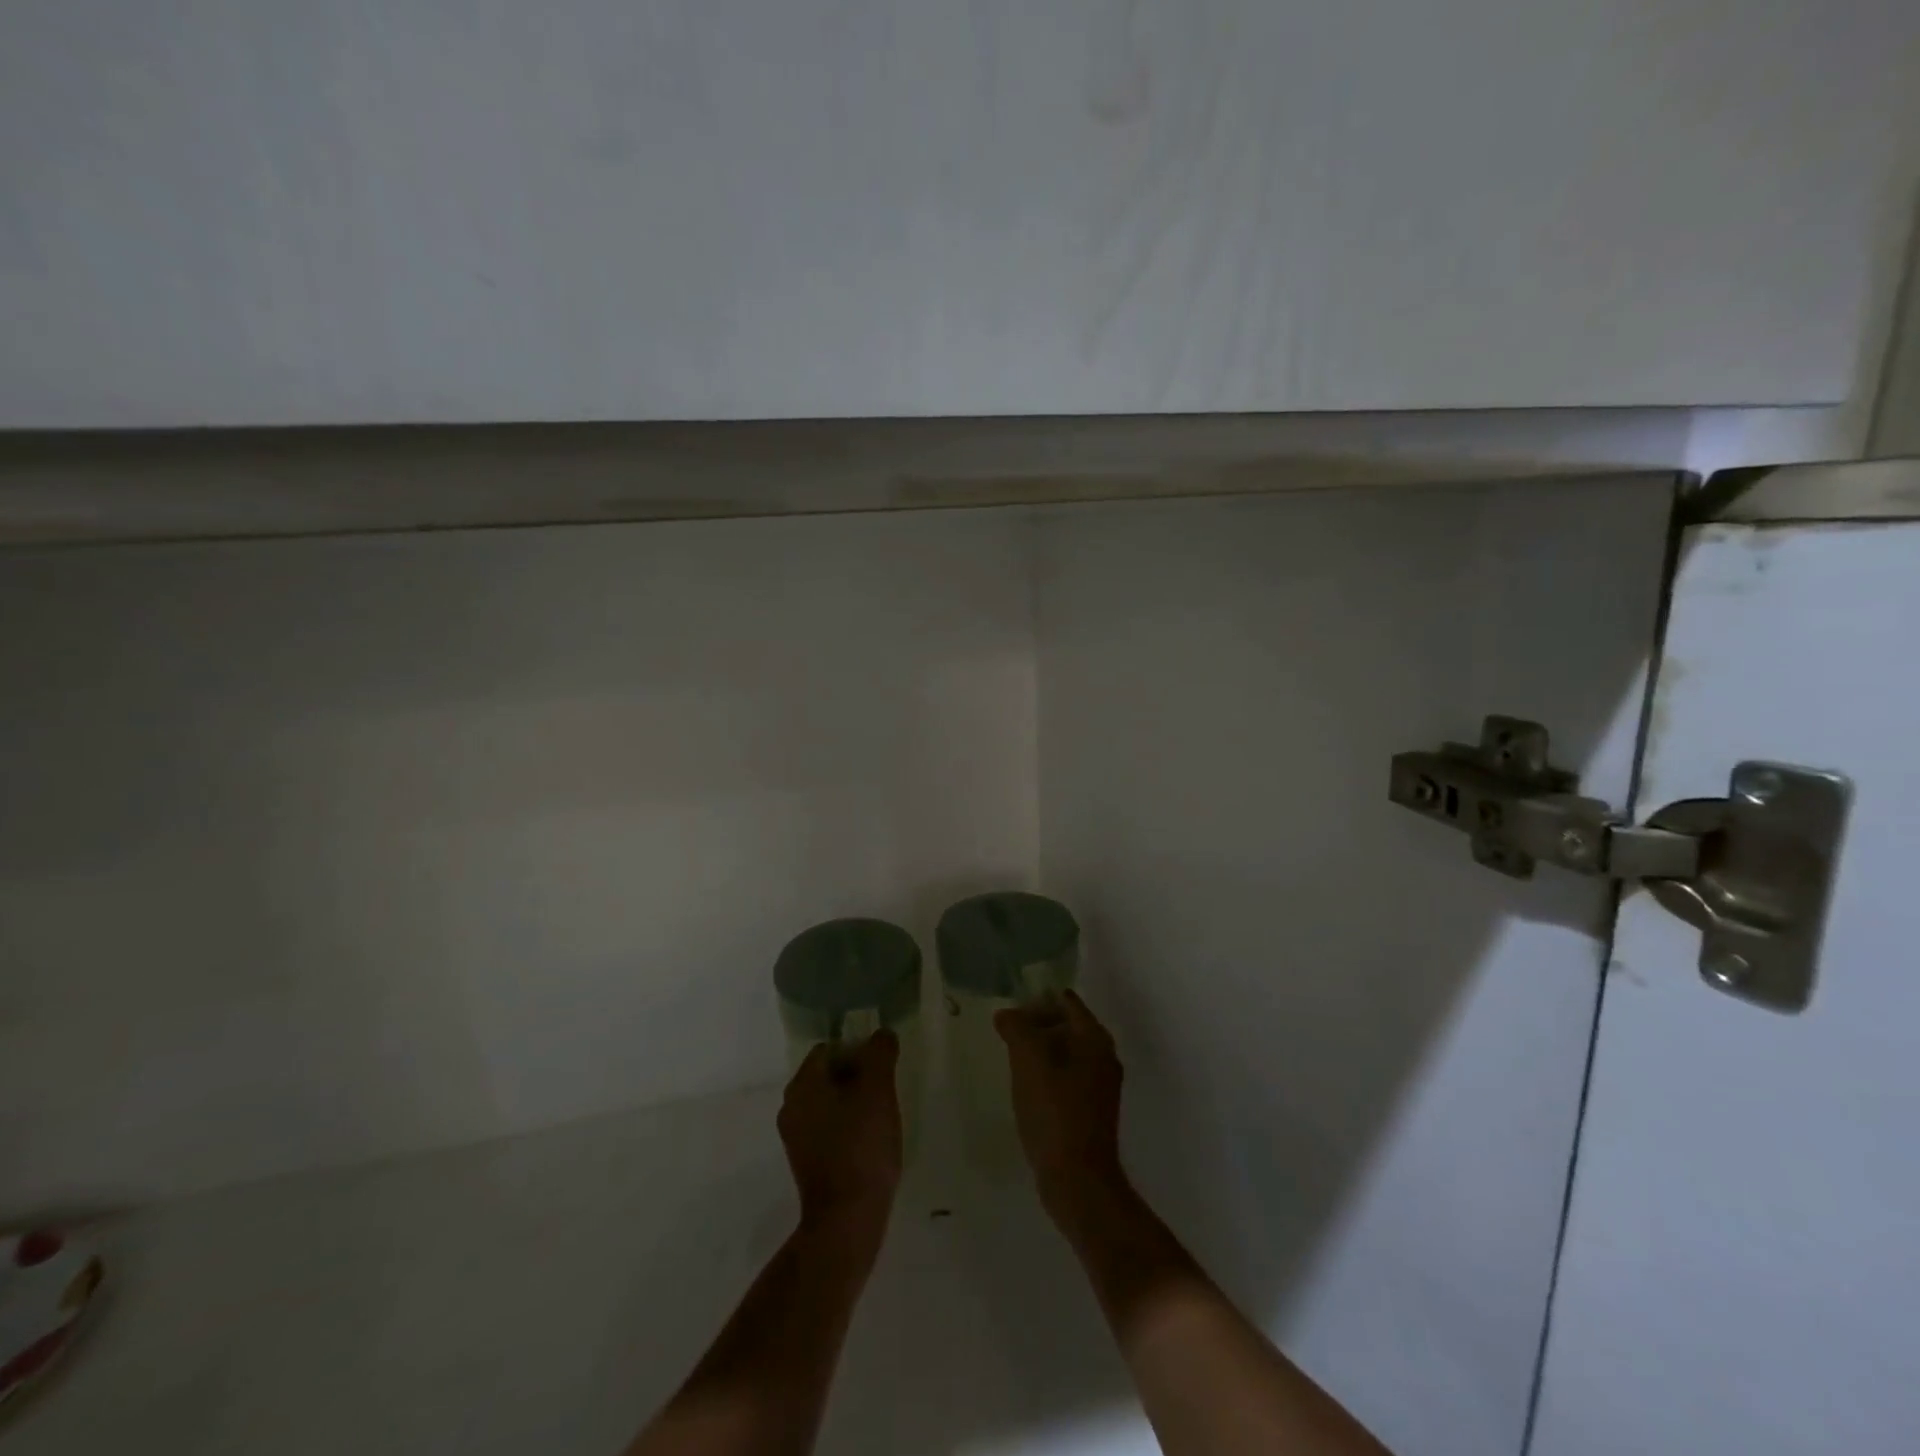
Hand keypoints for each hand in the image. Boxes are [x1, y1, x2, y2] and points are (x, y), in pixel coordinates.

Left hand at [778, 1031, 902, 1243]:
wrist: (847, 1220)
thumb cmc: (862, 1146)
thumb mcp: (878, 1090)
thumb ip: (880, 1053)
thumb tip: (882, 1034)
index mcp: (803, 1083)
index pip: (830, 1048)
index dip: (859, 1050)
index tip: (882, 1067)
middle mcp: (791, 1105)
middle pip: (828, 1074)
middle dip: (857, 1076)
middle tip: (885, 1090)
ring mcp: (795, 1137)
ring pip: (829, 1102)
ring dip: (853, 1103)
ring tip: (881, 1117)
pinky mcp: (805, 1162)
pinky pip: (827, 1128)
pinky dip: (847, 1127)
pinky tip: (869, 1142)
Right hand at [995, 992, 1128, 1225]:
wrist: (1078, 1180)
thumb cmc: (1054, 1112)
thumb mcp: (1029, 1061)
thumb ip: (1017, 1028)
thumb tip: (1006, 1014)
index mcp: (1094, 1039)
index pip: (1066, 1001)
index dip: (1037, 1000)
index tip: (1011, 1011)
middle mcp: (1104, 1056)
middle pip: (1067, 1025)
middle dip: (1037, 1025)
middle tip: (1006, 1034)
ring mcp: (1100, 1085)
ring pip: (1066, 1053)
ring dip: (1040, 1051)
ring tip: (1011, 1059)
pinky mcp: (1091, 1110)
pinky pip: (1067, 1078)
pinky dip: (1047, 1074)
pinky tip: (1026, 1088)